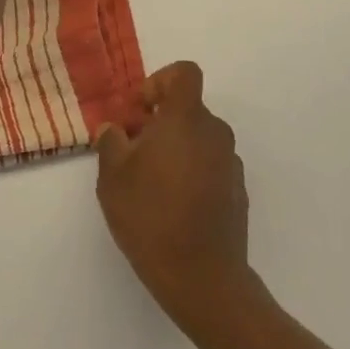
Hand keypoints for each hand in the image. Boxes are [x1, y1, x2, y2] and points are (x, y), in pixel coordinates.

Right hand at [96, 62, 254, 329]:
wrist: (202, 276)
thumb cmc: (151, 216)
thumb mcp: (113, 177)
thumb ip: (111, 142)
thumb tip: (115, 129)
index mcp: (187, 118)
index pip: (184, 73)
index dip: (159, 81)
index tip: (140, 112)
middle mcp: (215, 132)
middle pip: (188, 109)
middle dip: (160, 123)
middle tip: (133, 153)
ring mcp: (230, 162)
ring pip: (198, 139)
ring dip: (175, 149)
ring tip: (150, 185)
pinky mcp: (238, 190)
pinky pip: (210, 165)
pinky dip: (192, 173)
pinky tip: (173, 206)